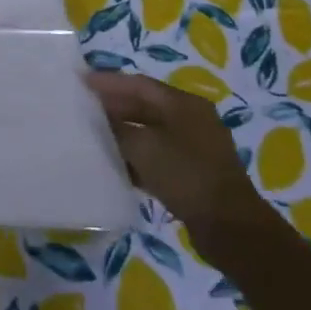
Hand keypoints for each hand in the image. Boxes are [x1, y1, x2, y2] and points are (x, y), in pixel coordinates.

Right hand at [86, 72, 267, 264]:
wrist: (229, 228)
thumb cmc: (186, 175)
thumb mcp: (144, 147)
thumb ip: (118, 129)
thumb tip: (100, 119)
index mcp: (184, 104)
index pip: (139, 84)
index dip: (109, 82)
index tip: (81, 81)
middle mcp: (192, 120)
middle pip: (145, 106)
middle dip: (114, 107)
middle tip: (83, 108)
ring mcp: (194, 147)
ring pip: (150, 132)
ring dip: (123, 133)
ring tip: (93, 135)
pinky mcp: (193, 173)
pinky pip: (157, 156)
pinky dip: (136, 157)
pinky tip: (115, 164)